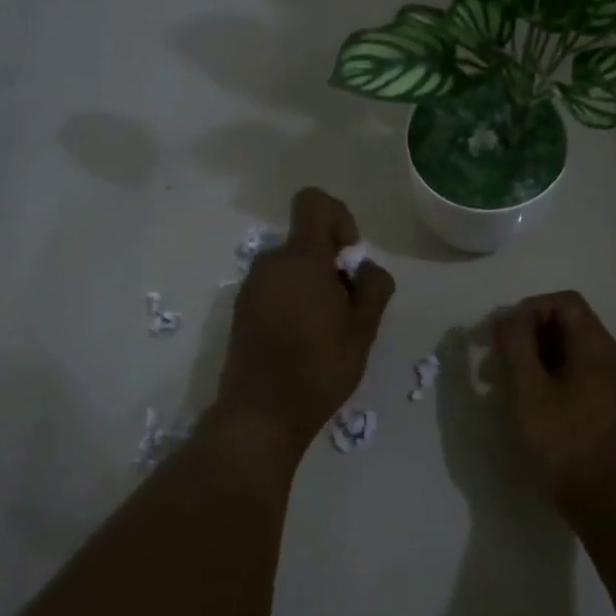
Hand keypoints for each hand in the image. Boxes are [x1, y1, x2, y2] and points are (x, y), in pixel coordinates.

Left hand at [215, 187, 394, 459]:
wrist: (261, 413)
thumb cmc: (319, 368)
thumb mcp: (363, 329)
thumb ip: (373, 287)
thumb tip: (365, 269)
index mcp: (301, 259)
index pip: (314, 202)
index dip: (340, 218)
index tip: (350, 257)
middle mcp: (270, 263)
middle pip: (307, 241)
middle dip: (332, 264)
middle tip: (348, 309)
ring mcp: (251, 287)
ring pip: (292, 268)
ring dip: (314, 286)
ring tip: (328, 331)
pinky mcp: (242, 310)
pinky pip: (276, 288)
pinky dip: (295, 301)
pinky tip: (304, 341)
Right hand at [495, 291, 615, 514]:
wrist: (607, 499)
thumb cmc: (565, 442)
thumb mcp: (530, 391)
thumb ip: (517, 347)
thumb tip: (508, 315)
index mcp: (595, 347)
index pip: (564, 302)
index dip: (528, 309)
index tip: (500, 335)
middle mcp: (609, 357)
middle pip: (568, 324)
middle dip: (527, 334)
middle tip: (494, 359)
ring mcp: (611, 383)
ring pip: (570, 351)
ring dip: (534, 357)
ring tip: (502, 382)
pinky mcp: (607, 406)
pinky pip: (576, 374)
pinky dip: (549, 376)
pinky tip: (528, 401)